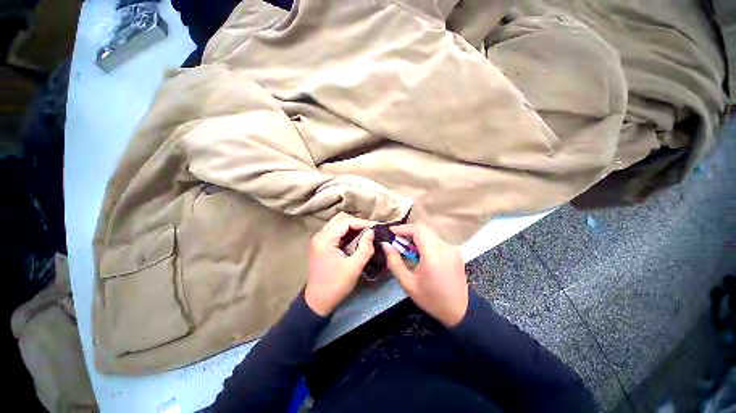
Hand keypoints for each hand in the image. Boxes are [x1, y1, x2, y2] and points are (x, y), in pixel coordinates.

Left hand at [305, 212, 375, 315]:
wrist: (318, 301)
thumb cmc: (336, 285)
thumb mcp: (354, 267)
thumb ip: (365, 247)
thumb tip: (372, 232)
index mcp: (325, 239)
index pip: (345, 222)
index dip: (362, 222)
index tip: (376, 227)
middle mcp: (319, 235)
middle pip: (340, 219)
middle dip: (357, 222)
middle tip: (370, 230)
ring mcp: (319, 239)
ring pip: (338, 223)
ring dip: (352, 226)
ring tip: (366, 233)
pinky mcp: (321, 244)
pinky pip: (336, 231)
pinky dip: (347, 232)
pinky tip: (356, 238)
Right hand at [381, 223, 467, 326]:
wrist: (460, 311)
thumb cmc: (431, 299)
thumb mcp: (407, 283)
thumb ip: (394, 262)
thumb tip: (385, 244)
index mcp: (434, 254)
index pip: (417, 229)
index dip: (402, 228)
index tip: (390, 233)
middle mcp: (445, 246)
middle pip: (423, 229)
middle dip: (407, 232)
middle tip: (396, 241)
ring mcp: (452, 248)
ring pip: (430, 233)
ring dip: (416, 236)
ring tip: (406, 248)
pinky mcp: (455, 251)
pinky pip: (436, 240)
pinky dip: (425, 242)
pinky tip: (419, 253)